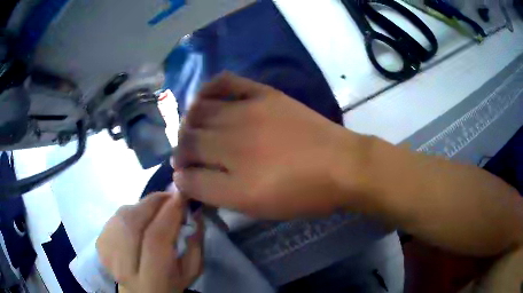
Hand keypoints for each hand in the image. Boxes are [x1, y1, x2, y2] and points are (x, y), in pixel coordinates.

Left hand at [96, 192, 202, 292]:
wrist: (140, 291)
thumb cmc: (169, 284)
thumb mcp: (190, 271)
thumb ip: (195, 245)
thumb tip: (193, 213)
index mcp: (152, 281)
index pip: (155, 241)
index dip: (168, 214)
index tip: (181, 195)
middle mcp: (124, 268)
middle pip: (132, 224)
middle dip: (152, 203)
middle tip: (169, 195)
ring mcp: (107, 254)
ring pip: (121, 216)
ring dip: (141, 206)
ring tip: (156, 207)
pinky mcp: (100, 243)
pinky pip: (115, 216)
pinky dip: (130, 210)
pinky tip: (140, 217)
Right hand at [175, 73, 368, 218]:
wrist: (341, 166)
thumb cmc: (301, 194)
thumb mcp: (256, 208)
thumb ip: (215, 194)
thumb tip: (184, 179)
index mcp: (232, 178)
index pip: (188, 173)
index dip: (180, 175)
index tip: (182, 176)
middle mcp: (232, 141)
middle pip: (188, 139)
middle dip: (180, 149)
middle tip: (185, 155)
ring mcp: (247, 111)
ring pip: (200, 111)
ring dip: (188, 122)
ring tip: (191, 129)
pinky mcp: (263, 94)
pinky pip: (226, 82)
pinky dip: (209, 88)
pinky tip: (203, 97)